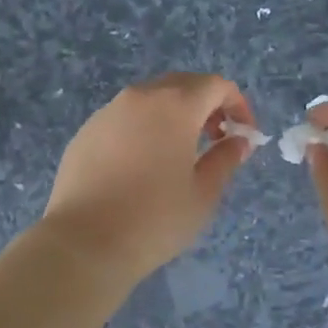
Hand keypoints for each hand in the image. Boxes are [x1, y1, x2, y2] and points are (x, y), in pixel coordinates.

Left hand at [37, 73, 256, 284]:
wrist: (83, 242)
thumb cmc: (154, 219)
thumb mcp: (203, 194)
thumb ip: (225, 159)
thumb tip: (238, 141)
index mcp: (175, 105)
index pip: (216, 85)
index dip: (237, 104)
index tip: (243, 134)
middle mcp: (141, 97)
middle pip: (182, 84)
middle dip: (206, 105)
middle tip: (216, 139)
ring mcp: (108, 111)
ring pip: (151, 99)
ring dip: (173, 115)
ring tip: (179, 153)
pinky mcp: (86, 131)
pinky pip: (124, 117)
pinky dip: (144, 128)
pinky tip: (141, 165)